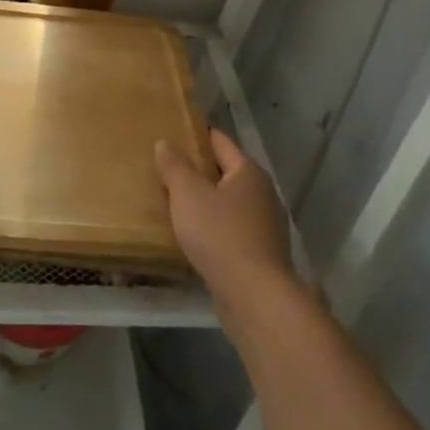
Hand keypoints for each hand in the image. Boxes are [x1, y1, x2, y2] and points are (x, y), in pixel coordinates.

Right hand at [156, 129, 295, 305]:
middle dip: (198, 171)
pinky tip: (191, 236)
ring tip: (173, 202)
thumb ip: (174, 166)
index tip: (173, 132)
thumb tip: (165, 143)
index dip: (197, 135)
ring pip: (227, 204)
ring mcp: (264, 226)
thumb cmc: (220, 234)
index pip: (220, 142)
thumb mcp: (188, 194)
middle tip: (166, 168)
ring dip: (204, 202)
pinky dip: (211, 228)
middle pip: (225, 173)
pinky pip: (230, 230)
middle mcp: (262, 194)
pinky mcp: (259, 255)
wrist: (254, 296)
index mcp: (248, 172)